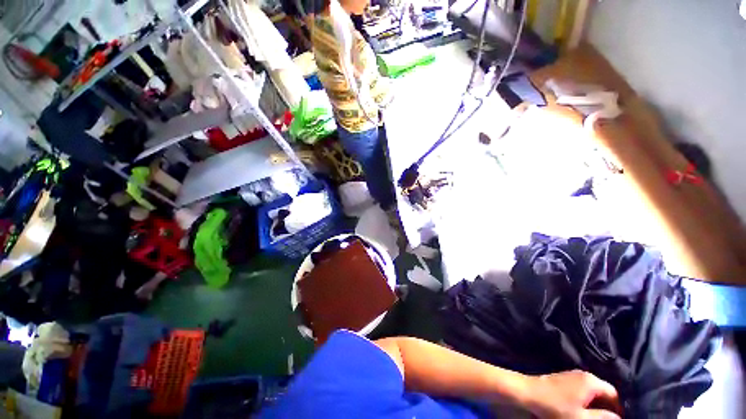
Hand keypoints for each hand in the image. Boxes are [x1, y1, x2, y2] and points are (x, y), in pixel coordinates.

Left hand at [523, 370, 620, 418]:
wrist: (528, 392)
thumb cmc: (555, 406)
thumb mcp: (581, 418)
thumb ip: (602, 418)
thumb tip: (618, 418)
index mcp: (591, 382)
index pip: (614, 394)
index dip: (619, 409)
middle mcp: (584, 375)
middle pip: (604, 392)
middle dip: (608, 407)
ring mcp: (573, 376)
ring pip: (593, 391)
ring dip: (597, 404)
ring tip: (596, 417)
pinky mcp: (564, 379)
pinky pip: (583, 389)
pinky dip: (587, 400)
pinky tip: (583, 410)